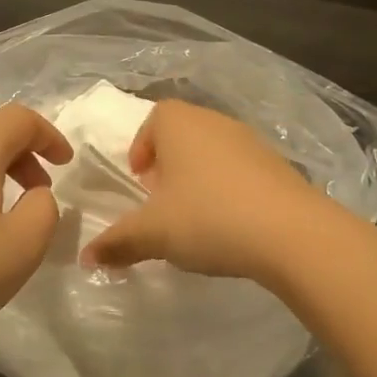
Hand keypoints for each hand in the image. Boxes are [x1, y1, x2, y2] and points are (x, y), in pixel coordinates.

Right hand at [79, 100, 324, 284]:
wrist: (292, 233)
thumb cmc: (208, 218)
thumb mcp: (153, 233)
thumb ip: (117, 242)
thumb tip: (85, 257)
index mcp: (179, 123)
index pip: (154, 119)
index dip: (142, 147)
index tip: (140, 181)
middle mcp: (215, 121)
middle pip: (183, 134)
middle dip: (168, 164)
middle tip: (162, 201)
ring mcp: (251, 141)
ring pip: (213, 152)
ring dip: (199, 177)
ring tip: (195, 216)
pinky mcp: (279, 166)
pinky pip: (242, 170)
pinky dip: (229, 189)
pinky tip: (231, 224)